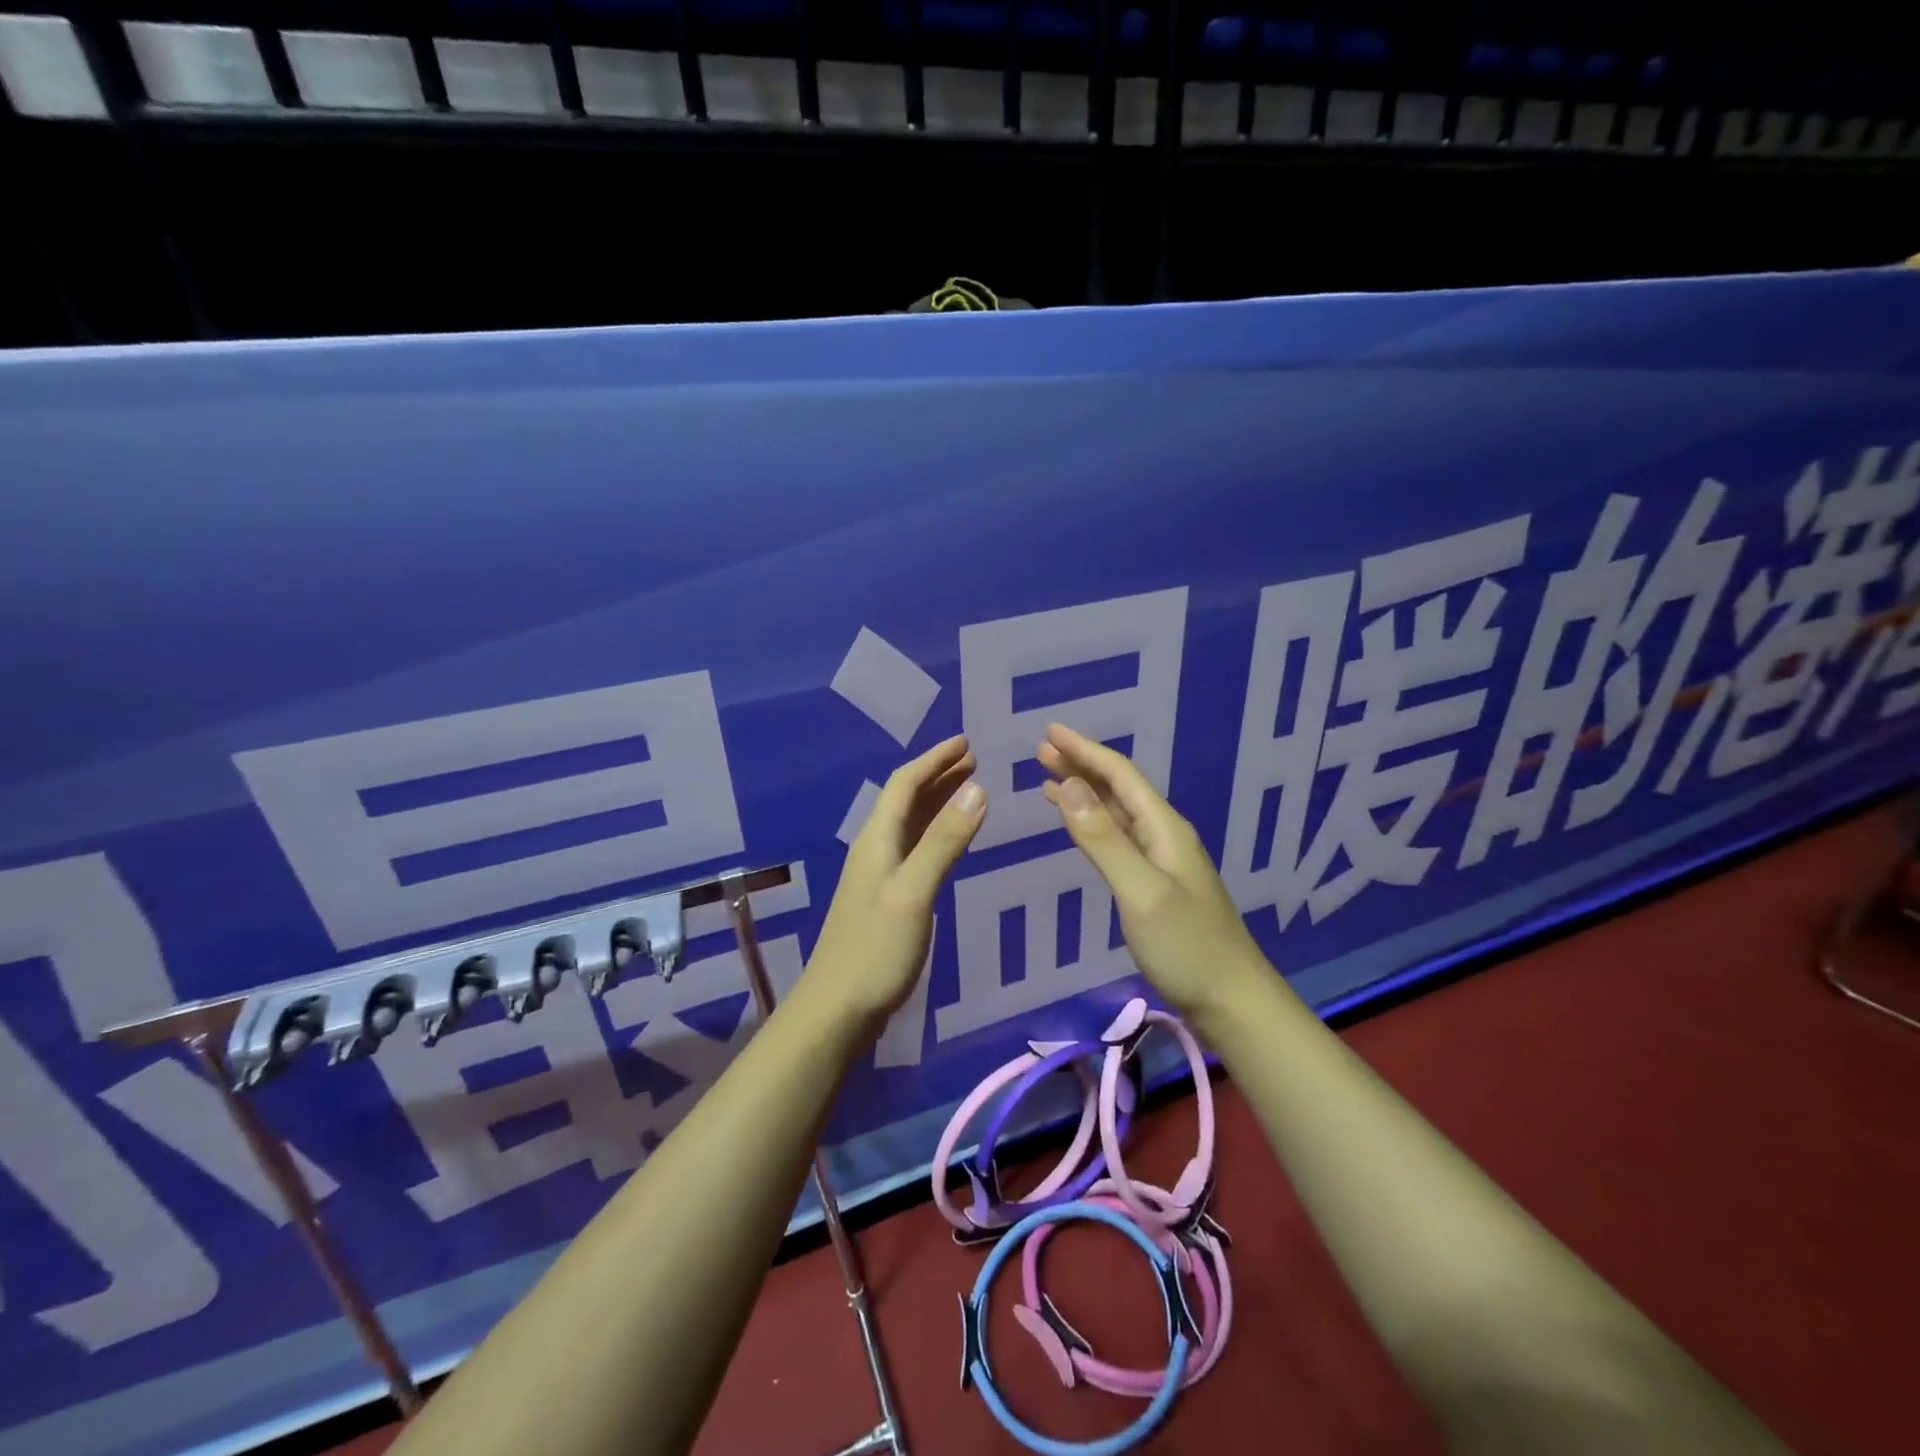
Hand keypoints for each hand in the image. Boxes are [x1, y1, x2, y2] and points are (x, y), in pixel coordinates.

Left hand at [804, 734, 986, 1024]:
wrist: (837, 1009)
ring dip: (937, 803)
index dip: (934, 760)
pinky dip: (935, 834)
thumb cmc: (875, 948)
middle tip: (973, 761)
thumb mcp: (914, 890)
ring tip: (968, 789)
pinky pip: (914, 850)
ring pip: (910, 825)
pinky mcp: (887, 900)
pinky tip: (948, 842)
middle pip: (906, 800)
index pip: (905, 784)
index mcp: (877, 840)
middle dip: (938, 776)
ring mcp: (879, 876)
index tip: (966, 743)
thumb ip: (944, 841)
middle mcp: (875, 850)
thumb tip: (977, 788)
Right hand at [1039, 723, 1269, 1022]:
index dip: (1084, 750)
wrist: (1232, 1002)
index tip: (1049, 731)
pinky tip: (1080, 826)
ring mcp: (1162, 860)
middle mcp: (1164, 835)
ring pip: (1117, 812)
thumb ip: (1103, 839)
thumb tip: (1068, 784)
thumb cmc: (1186, 946)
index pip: (1120, 775)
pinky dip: (1093, 823)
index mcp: (1164, 828)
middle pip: (1118, 788)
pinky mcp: (1156, 884)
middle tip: (1041, 751)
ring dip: (1084, 792)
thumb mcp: (1140, 891)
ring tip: (1049, 778)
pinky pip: (1118, 838)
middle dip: (1081, 765)